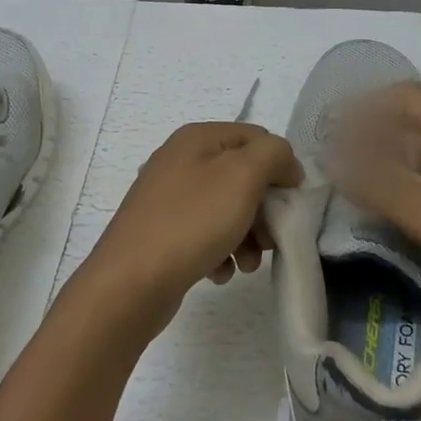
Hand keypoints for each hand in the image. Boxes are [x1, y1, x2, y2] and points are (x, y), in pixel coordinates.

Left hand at [82, 122, 302, 337]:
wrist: (130, 282)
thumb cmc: (191, 222)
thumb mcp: (242, 176)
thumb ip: (273, 155)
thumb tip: (285, 165)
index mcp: (197, 137)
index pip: (257, 138)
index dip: (280, 167)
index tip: (290, 203)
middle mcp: (180, 160)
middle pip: (243, 176)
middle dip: (264, 209)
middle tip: (271, 239)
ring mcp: (168, 197)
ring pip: (227, 209)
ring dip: (247, 236)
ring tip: (247, 264)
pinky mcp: (162, 231)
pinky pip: (205, 234)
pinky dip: (220, 251)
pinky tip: (220, 272)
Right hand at [328, 82, 420, 355]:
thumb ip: (379, 187)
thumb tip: (332, 162)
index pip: (406, 96)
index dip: (366, 106)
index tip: (334, 129)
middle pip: (418, 122)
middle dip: (375, 136)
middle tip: (342, 161)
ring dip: (396, 161)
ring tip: (365, 186)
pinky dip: (418, 182)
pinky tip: (406, 209)